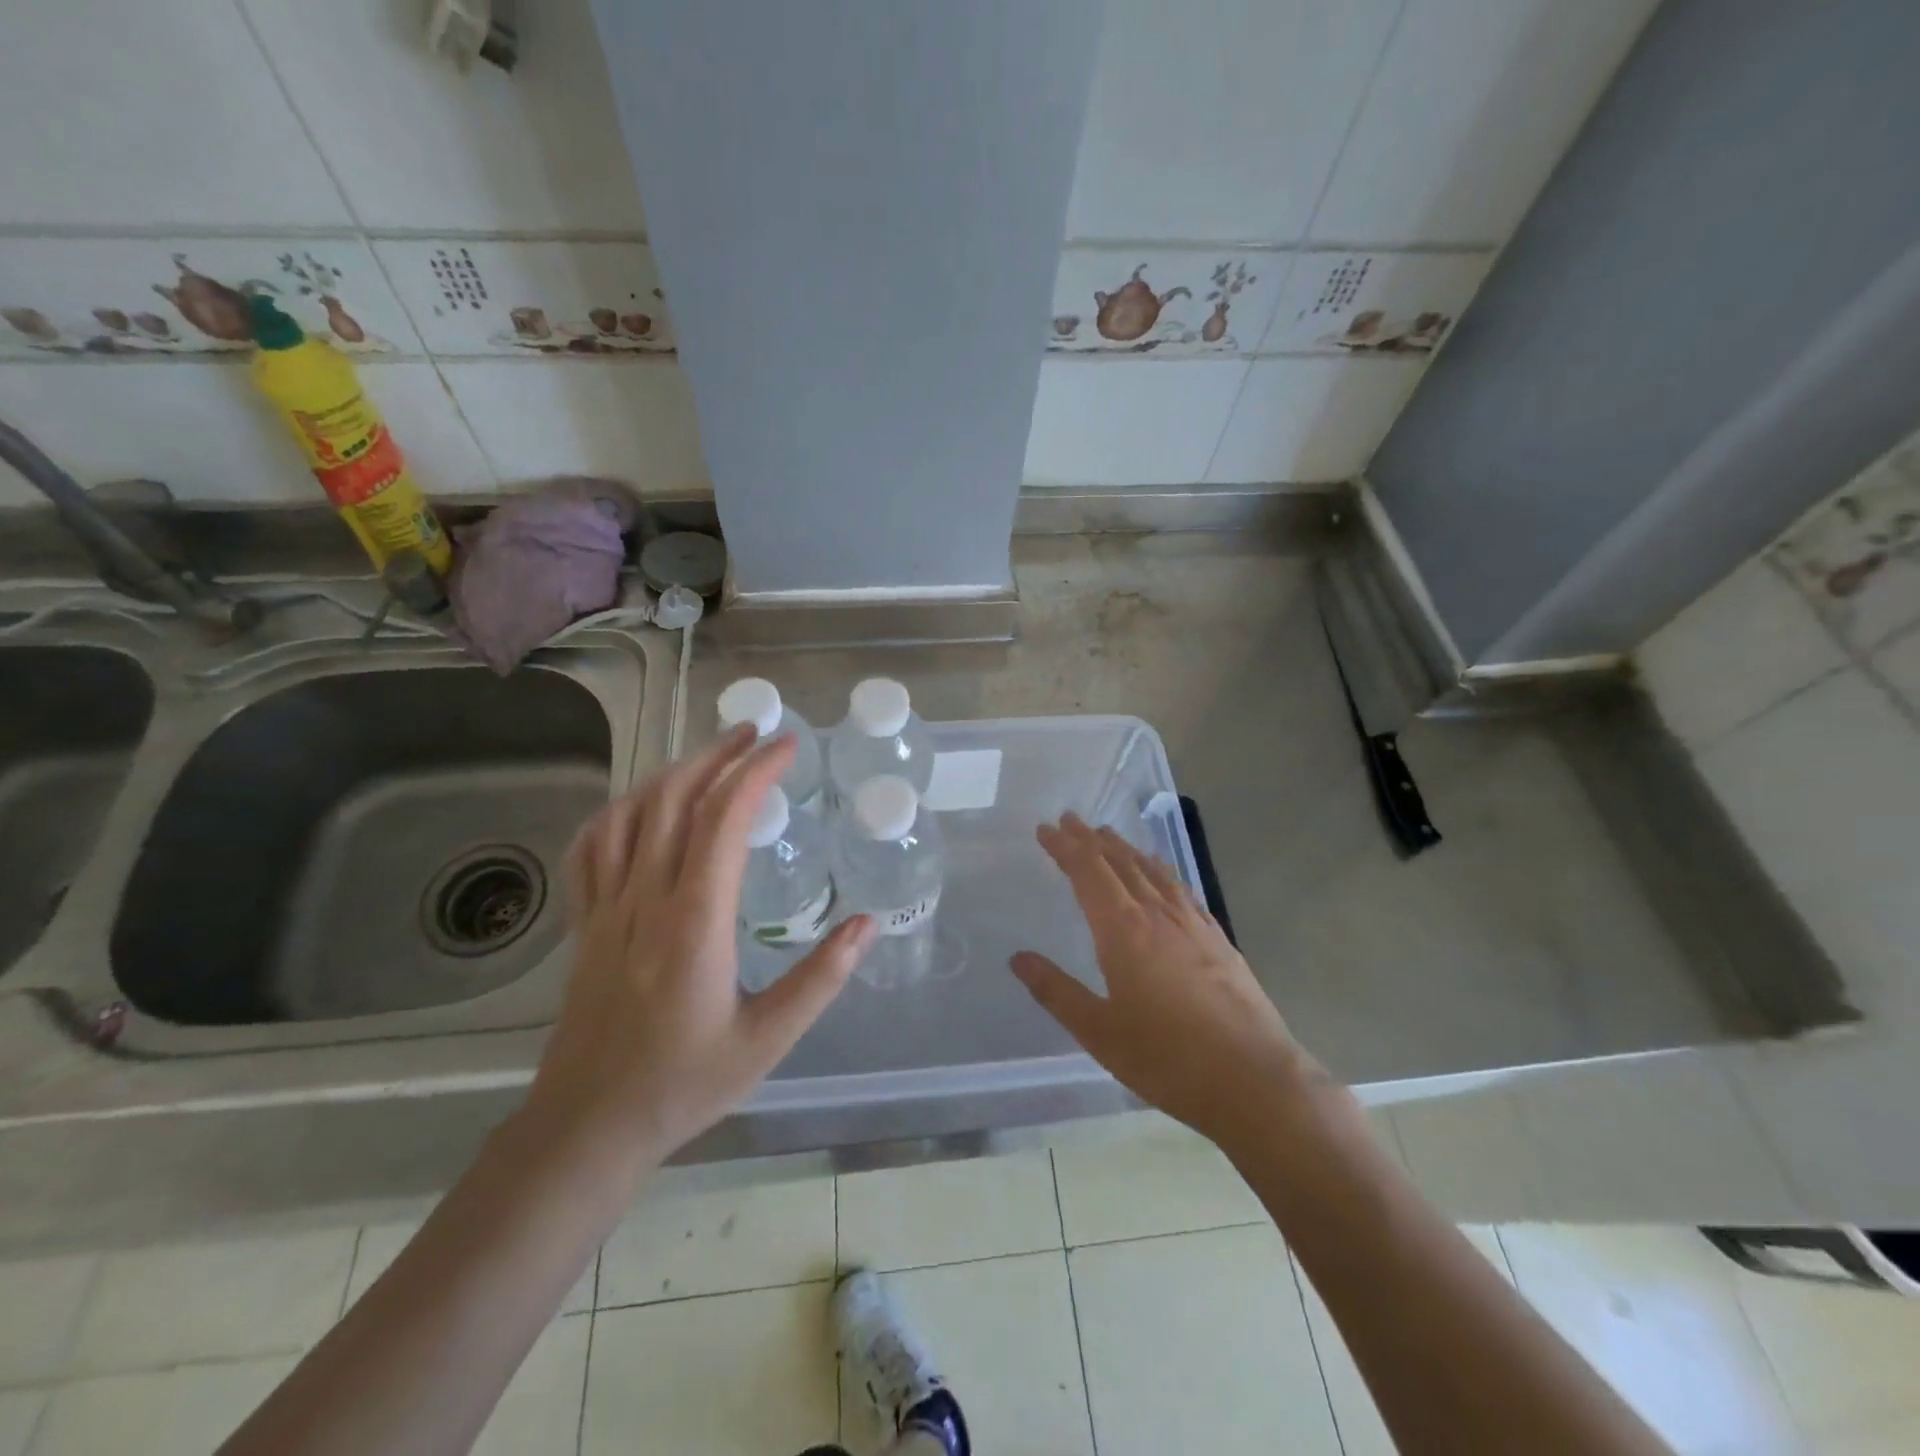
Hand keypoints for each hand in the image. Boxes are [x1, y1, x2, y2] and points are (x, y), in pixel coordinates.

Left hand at [527, 724, 874, 1165]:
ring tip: (709, 757)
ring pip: (630, 814)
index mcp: (694, 922)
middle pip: (675, 800)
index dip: (756, 772)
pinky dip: (618, 812)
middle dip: (717, 755)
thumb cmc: (684, 1083)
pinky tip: (640, 806)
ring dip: (672, 773)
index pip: (723, 820)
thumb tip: (866, 923)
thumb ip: (821, 979)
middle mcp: (646, 900)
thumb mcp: (768, 1039)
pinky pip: (591, 849)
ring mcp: (606, 909)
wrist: (588, 1127)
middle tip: (755, 733)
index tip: (787, 748)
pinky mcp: (584, 925)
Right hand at [1011, 815, 1318, 1148]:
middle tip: (1070, 820)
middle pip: (1119, 862)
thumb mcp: (1099, 1032)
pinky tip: (1161, 874)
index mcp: (1124, 930)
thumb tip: (1018, 958)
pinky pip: (1180, 889)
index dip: (1065, 847)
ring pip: (1152, 870)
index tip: (1046, 829)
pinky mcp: (1218, 939)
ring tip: (1108, 836)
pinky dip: (1161, 871)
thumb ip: (1056, 992)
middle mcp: (1158, 914)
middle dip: (1091, 839)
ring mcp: (1192, 924)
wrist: (1254, 1079)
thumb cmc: (1168, 1058)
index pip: (1088, 872)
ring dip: (1125, 849)